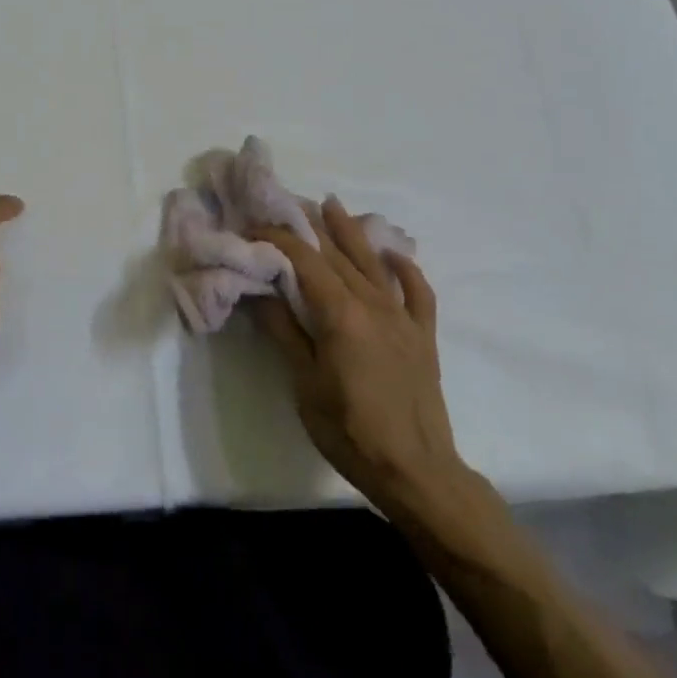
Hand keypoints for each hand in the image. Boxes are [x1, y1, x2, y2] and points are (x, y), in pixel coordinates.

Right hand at [252, 199, 480, 529]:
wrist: (417, 472)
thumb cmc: (350, 430)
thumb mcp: (304, 382)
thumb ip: (284, 330)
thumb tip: (258, 290)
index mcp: (341, 313)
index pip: (304, 261)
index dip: (277, 239)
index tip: (253, 227)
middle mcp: (373, 304)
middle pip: (337, 255)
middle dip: (309, 227)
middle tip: (286, 205)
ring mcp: (402, 318)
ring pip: (373, 263)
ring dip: (351, 232)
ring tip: (332, 205)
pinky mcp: (423, 336)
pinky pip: (417, 292)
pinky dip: (406, 269)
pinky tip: (392, 254)